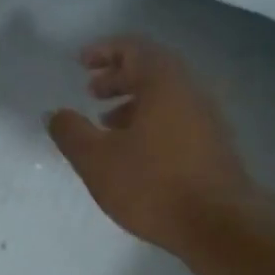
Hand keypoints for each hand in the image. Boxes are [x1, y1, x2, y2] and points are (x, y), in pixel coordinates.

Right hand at [46, 36, 257, 252]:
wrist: (219, 226)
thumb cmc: (152, 184)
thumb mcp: (96, 159)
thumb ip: (71, 132)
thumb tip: (55, 114)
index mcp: (164, 83)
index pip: (133, 49)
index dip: (104, 51)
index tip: (81, 62)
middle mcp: (191, 92)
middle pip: (152, 70)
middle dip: (118, 77)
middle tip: (91, 91)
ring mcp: (208, 119)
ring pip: (166, 97)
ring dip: (133, 102)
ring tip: (106, 124)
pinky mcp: (214, 145)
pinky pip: (177, 118)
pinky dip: (151, 121)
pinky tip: (134, 151)